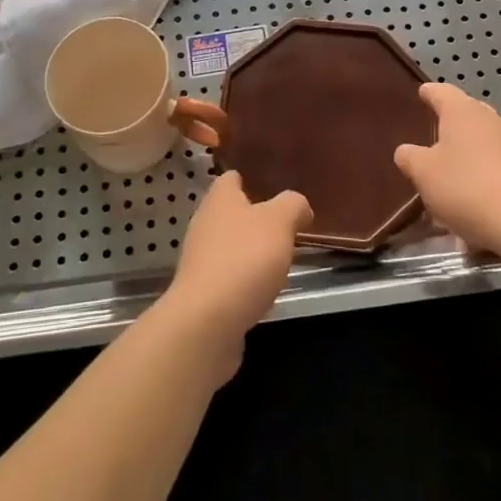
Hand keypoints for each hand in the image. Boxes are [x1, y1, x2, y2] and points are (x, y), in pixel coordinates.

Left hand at [156, 171, 310, 377]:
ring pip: (229, 245)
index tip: (272, 186)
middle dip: (254, 217)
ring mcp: (200, 259)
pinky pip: (227, 277)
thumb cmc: (244, 259)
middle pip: (230, 212)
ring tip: (278, 259)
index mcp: (219, 198)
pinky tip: (262, 290)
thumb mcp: (280, 222)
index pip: (231, 178)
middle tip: (284, 224)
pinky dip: (244, 280)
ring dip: (250, 251)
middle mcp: (205, 223)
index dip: (250, 179)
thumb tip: (299, 206)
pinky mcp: (202, 292)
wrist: (207, 322)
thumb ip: (293, 206)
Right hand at [395, 82, 500, 255]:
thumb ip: (410, 157)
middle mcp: (491, 117)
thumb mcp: (424, 174)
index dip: (429, 93)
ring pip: (487, 137)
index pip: (441, 92)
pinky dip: (492, 168)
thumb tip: (406, 151)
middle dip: (452, 121)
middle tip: (437, 136)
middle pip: (467, 112)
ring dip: (473, 147)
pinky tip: (484, 191)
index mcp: (462, 111)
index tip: (422, 93)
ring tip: (460, 169)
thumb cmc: (467, 189)